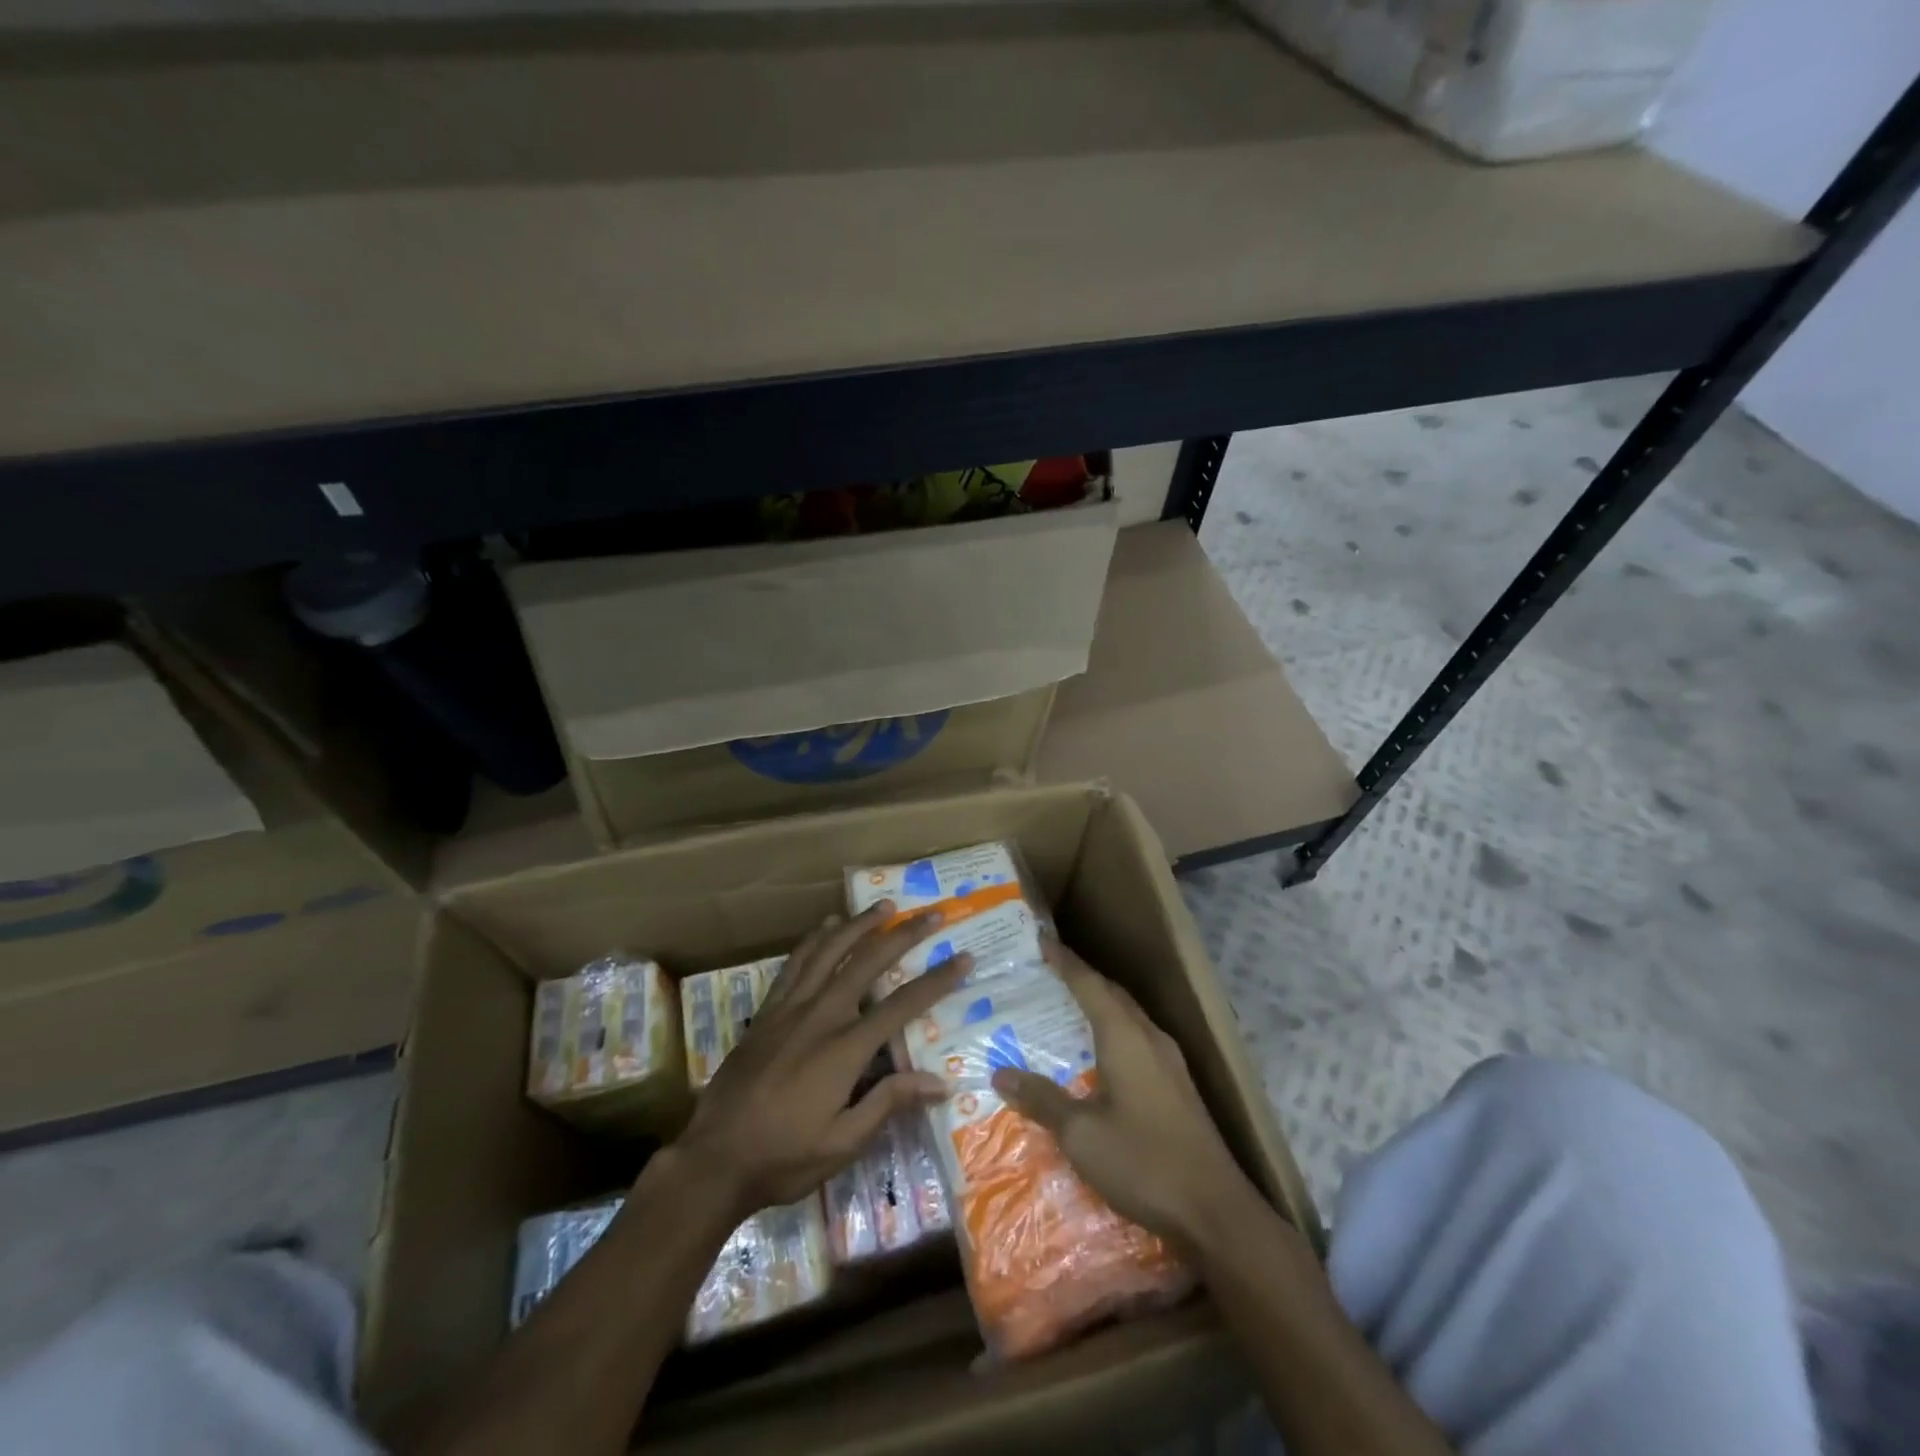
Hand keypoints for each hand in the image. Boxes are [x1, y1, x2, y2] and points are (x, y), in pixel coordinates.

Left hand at [673, 903, 968, 1220]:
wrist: (713, 1158)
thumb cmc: (783, 1157)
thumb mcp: (842, 1144)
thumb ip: (888, 1103)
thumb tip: (939, 1082)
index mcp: (845, 1048)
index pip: (902, 1005)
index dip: (937, 981)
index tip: (963, 959)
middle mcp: (821, 1015)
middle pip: (868, 962)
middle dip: (903, 935)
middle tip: (931, 914)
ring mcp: (790, 1007)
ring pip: (829, 951)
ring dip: (860, 925)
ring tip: (884, 906)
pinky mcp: (768, 1010)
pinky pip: (795, 963)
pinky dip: (815, 939)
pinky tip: (828, 926)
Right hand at [990, 938, 1260, 1256]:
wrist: (1216, 1211)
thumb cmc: (1143, 1162)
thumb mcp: (1081, 1134)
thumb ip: (1042, 1100)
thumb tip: (1001, 1074)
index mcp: (1125, 1036)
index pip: (1089, 984)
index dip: (1064, 961)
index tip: (1040, 941)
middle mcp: (1149, 1038)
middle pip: (1111, 994)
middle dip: (1081, 979)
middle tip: (1046, 973)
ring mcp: (1169, 1063)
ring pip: (1128, 1017)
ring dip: (1099, 1006)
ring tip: (1065, 1008)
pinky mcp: (1177, 1087)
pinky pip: (1138, 1040)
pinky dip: (1112, 1032)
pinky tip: (1098, 1057)